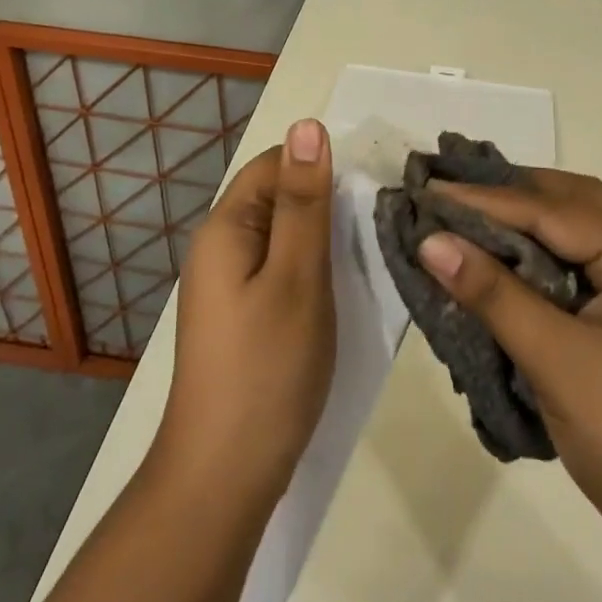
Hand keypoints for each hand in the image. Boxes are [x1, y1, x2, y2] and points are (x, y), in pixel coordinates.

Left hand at [152, 119, 335, 516]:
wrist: (224, 476)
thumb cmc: (267, 369)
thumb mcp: (297, 277)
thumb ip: (305, 202)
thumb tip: (308, 125)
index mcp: (226, 227)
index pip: (275, 163)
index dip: (321, 166)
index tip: (371, 188)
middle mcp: (220, 247)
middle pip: (279, 198)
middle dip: (327, 204)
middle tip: (381, 225)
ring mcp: (229, 285)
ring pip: (284, 237)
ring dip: (325, 240)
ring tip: (372, 255)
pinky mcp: (243, 316)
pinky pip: (281, 271)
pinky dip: (314, 271)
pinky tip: (344, 290)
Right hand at [418, 169, 601, 579]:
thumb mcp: (557, 360)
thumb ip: (493, 294)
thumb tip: (430, 240)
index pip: (552, 211)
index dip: (486, 199)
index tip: (429, 189)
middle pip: (570, 206)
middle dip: (511, 193)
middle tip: (450, 189)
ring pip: (572, 238)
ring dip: (523, 225)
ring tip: (467, 216)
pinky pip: (573, 273)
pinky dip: (534, 262)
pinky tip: (499, 266)